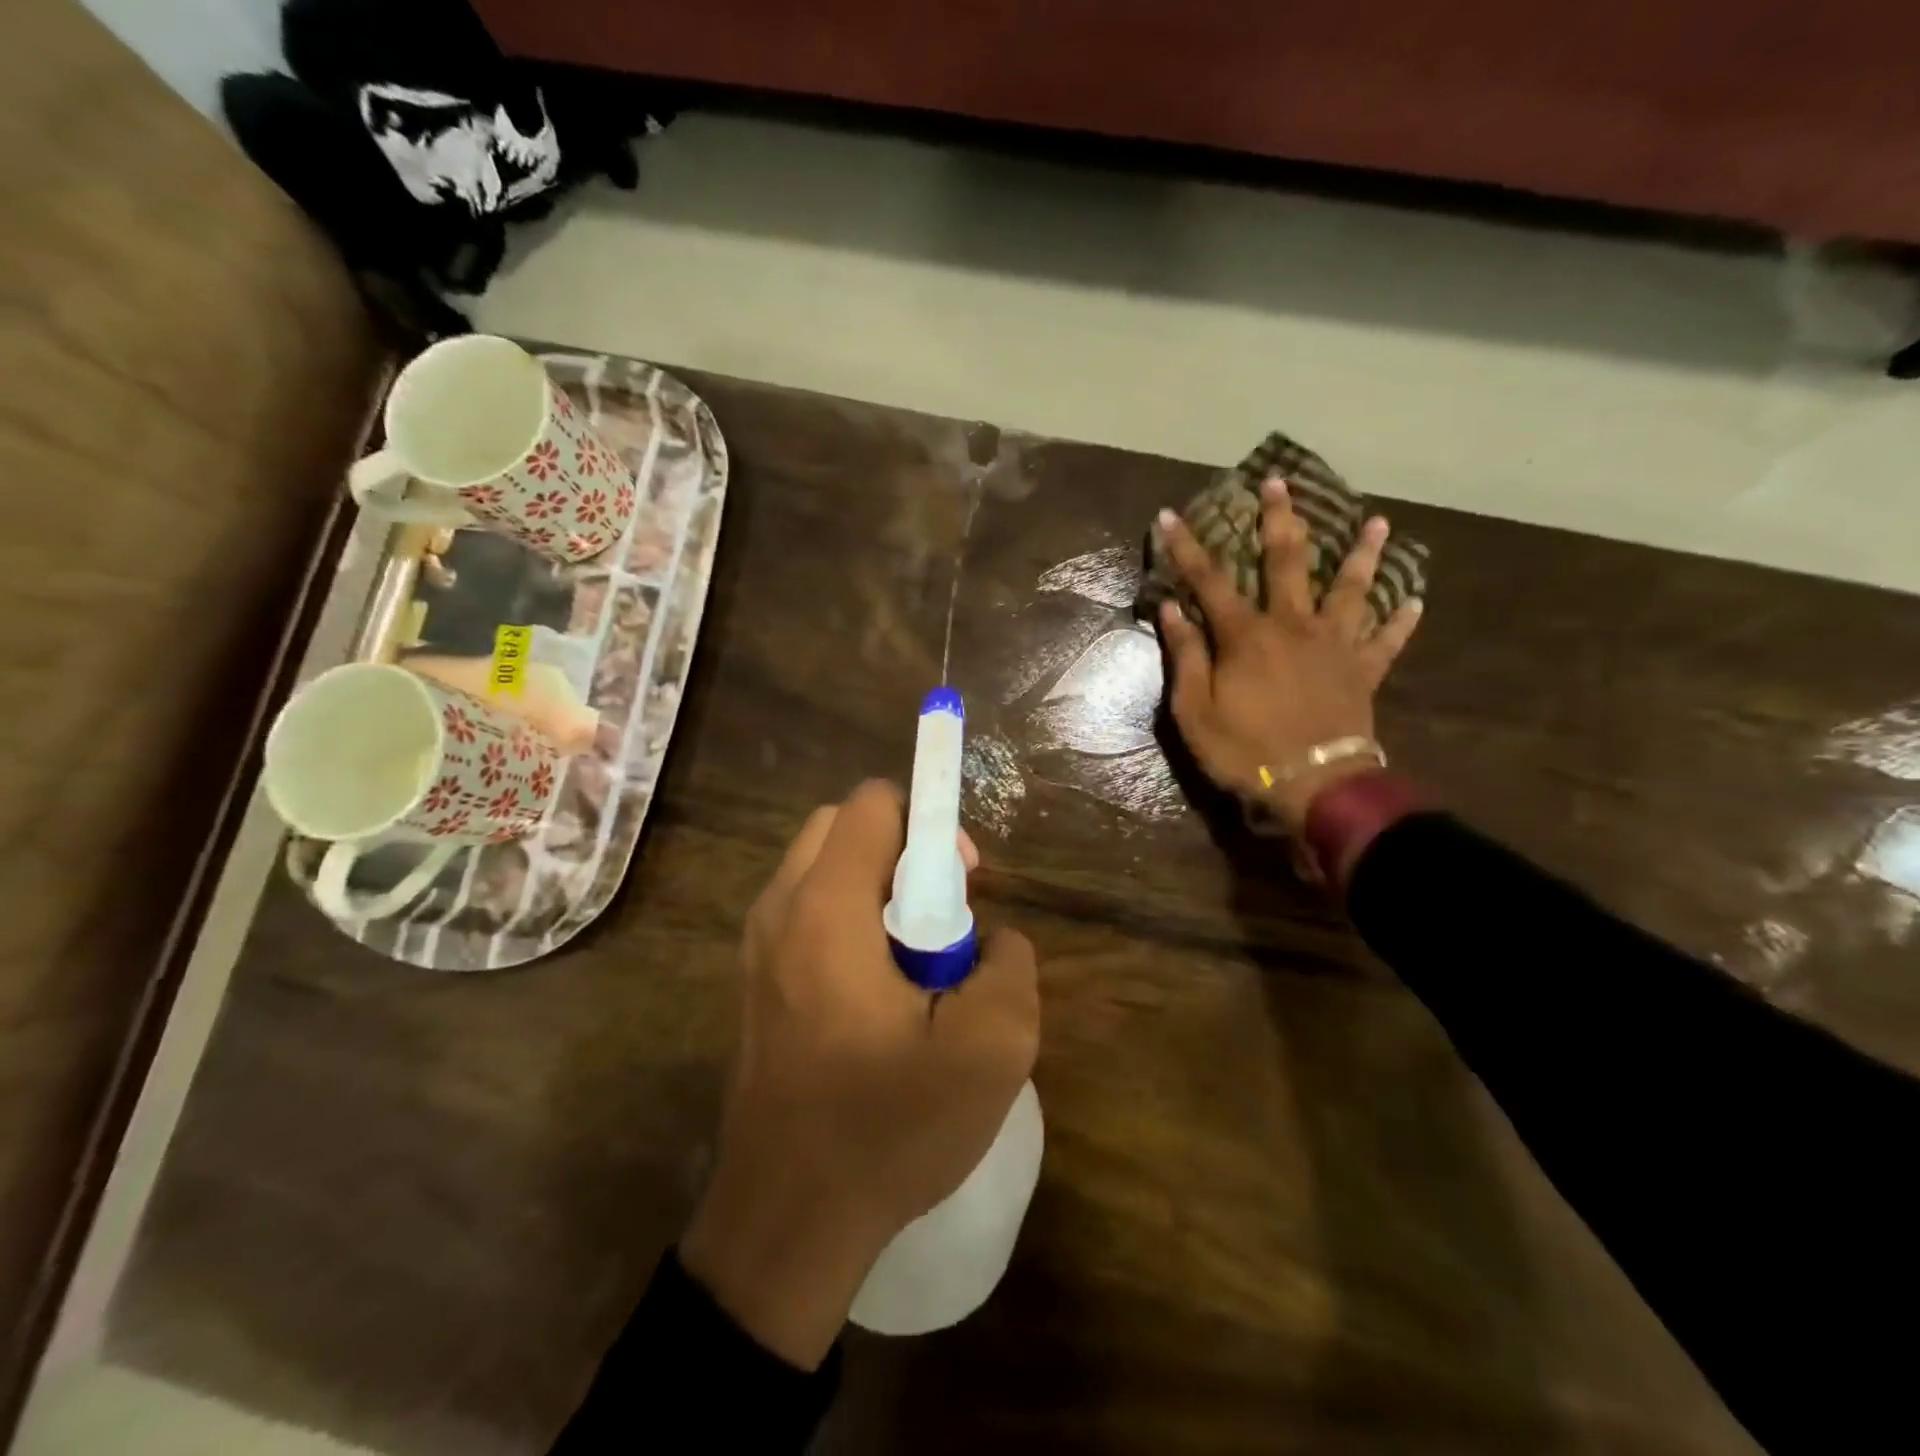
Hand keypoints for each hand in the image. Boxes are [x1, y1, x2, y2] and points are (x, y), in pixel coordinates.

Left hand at [681, 780, 1039, 1368]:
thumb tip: (992, 939)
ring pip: (822, 869)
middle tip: (942, 916)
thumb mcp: (991, 1050)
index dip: (930, 824)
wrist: (787, 1220)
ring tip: (915, 960)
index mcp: (826, 908)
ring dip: (875, 887)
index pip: (872, 803)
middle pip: (842, 826)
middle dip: (901, 850)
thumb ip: (1011, 965)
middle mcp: (779, 909)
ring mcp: (756, 947)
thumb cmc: (886, 1128)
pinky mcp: (754, 981)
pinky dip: (848, 920)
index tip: (963, 883)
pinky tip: (878, 993)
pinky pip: (806, 912)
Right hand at [1156, 478, 1423, 830]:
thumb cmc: (1245, 750)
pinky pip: (1386, 641)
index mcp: (1247, 636)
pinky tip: (1415, 603)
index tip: (1170, 515)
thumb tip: (1172, 610)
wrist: (1315, 785)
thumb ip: (1185, 657)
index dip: (1186, 548)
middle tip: (1281, 482)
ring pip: (1352, 589)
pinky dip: (1400, 622)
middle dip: (1280, 519)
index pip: (1209, 581)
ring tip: (1378, 522)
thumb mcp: (1195, 712)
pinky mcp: (1363, 671)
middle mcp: (1293, 626)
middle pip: (1288, 562)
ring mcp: (1334, 646)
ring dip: (1363, 554)